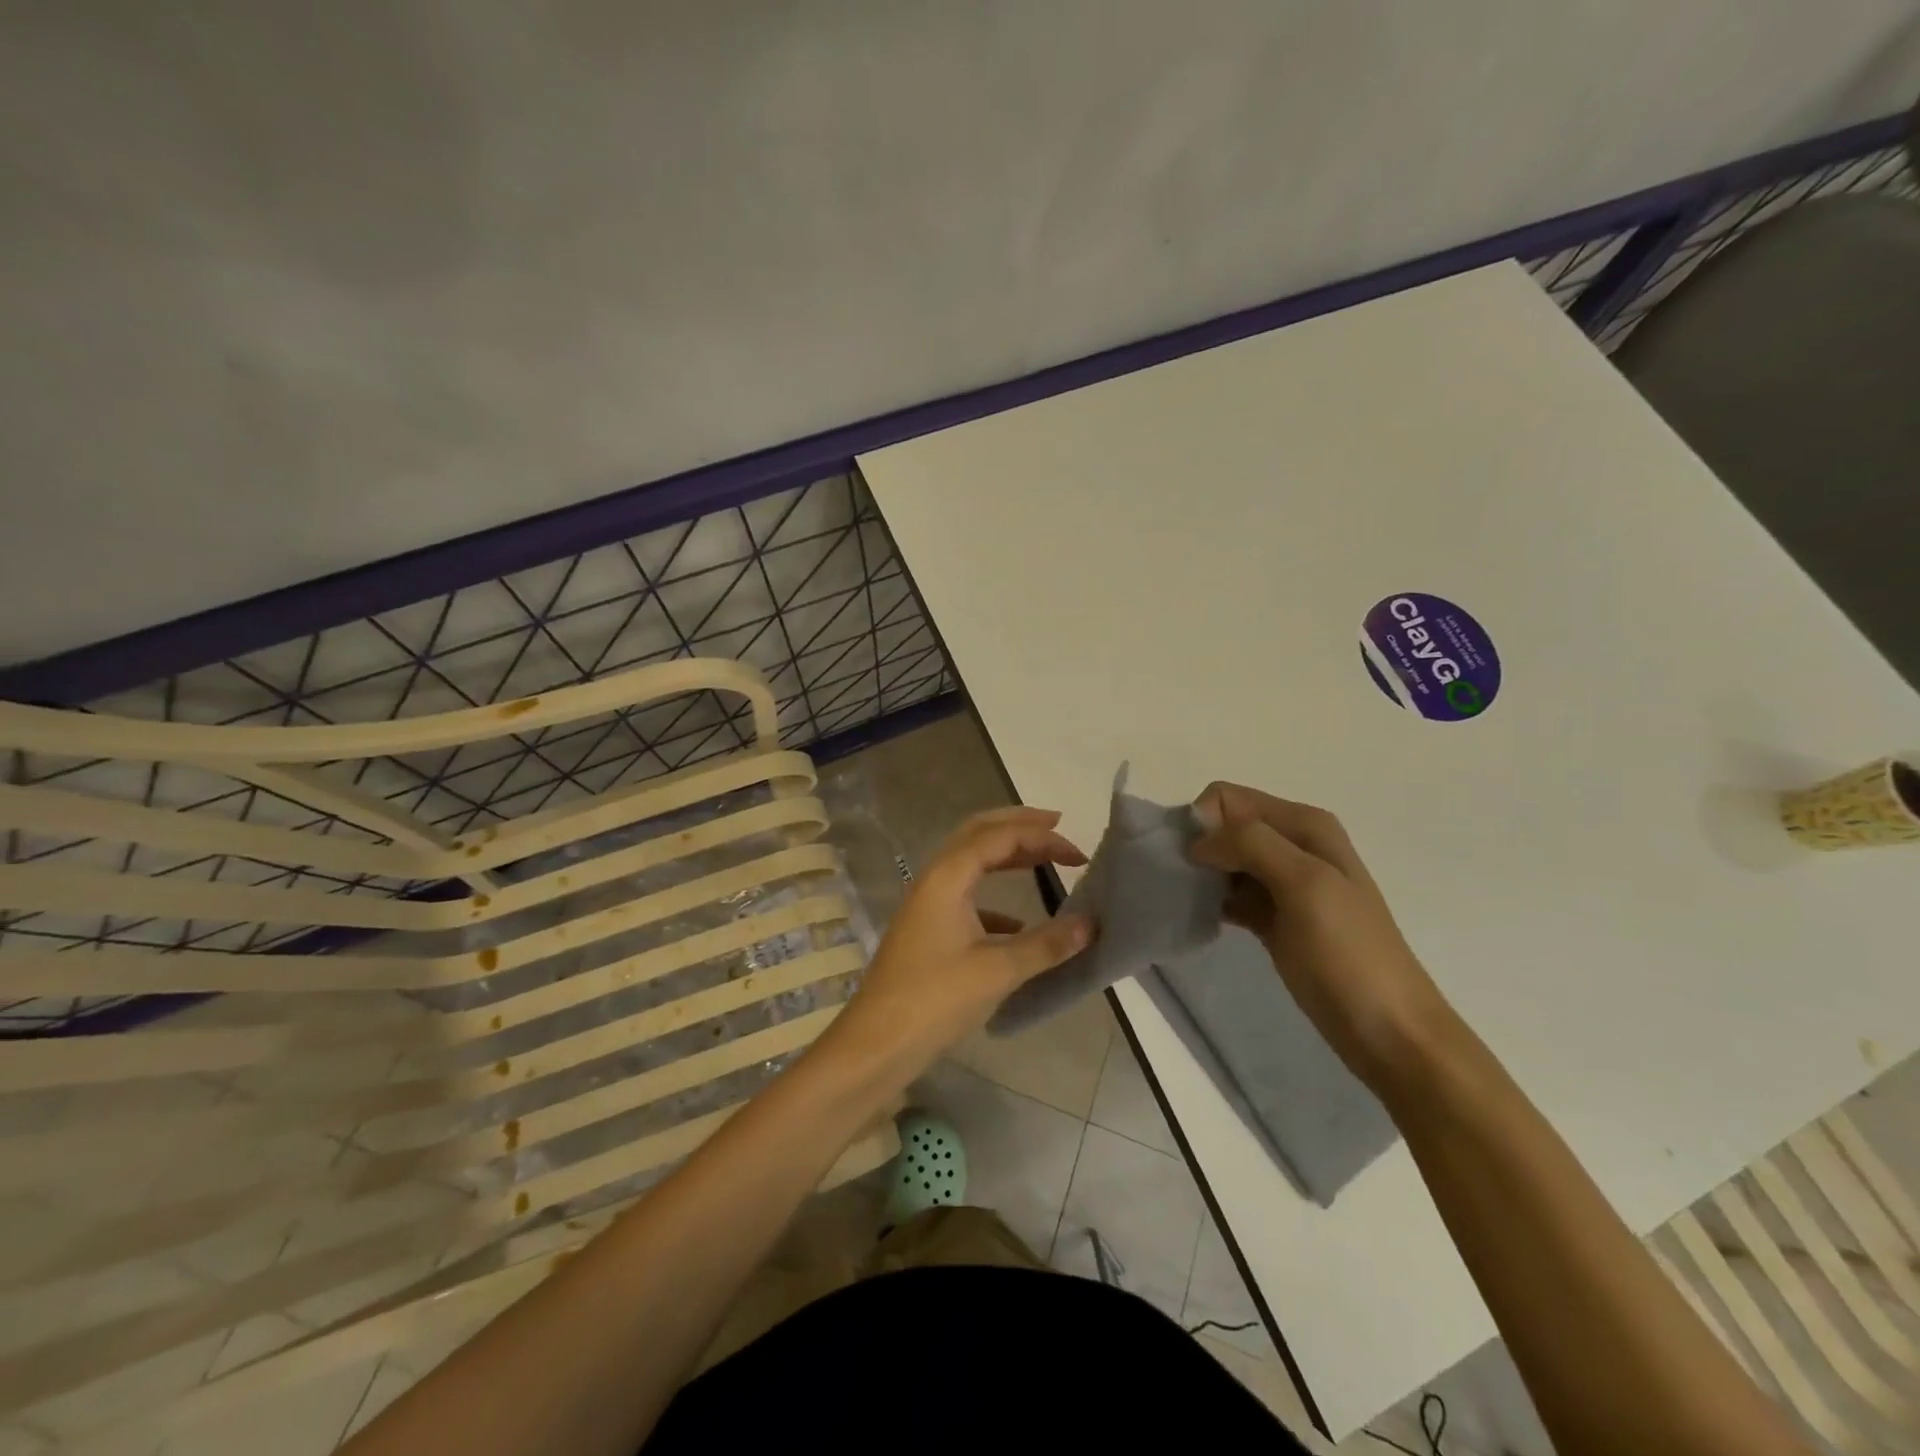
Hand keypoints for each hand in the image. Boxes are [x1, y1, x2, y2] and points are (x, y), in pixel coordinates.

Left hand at [824, 806, 1092, 1079]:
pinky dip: (995, 897)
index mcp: (947, 877)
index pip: (999, 837)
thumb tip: (1091, 924)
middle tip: (1057, 826)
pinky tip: (1019, 924)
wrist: (876, 1043)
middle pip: (978, 833)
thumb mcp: (997, 971)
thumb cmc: (934, 999)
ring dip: (1006, 856)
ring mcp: (927, 904)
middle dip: (1018, 825)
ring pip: (970, 862)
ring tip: (1043, 859)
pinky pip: (965, 896)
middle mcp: (934, 880)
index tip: (1079, 854)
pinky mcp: (927, 930)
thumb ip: (1046, 945)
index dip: (1041, 837)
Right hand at [1189, 783, 1454, 1087]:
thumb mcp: (1306, 884)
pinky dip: (1211, 901)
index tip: (1191, 864)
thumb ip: (1251, 845)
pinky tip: (1201, 919)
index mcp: (1304, 825)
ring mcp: (1283, 884)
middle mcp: (1293, 844)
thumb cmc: (1350, 954)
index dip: (1203, 823)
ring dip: (1200, 876)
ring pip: (1223, 860)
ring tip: (1187, 903)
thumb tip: (1197, 842)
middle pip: (1223, 826)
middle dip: (1197, 848)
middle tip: (1182, 885)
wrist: (1389, 1031)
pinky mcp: (1273, 918)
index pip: (1227, 798)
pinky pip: (1229, 894)